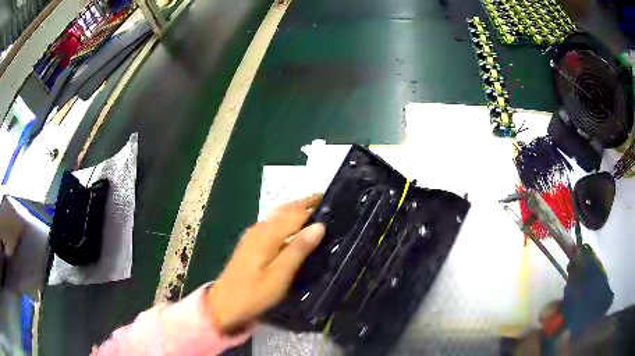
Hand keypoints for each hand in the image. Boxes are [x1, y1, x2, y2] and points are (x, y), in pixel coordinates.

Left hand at [206, 194, 325, 331]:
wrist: (224, 304)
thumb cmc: (254, 293)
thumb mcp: (279, 275)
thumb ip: (298, 249)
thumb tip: (319, 225)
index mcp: (267, 235)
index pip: (294, 212)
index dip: (312, 204)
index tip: (331, 199)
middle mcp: (259, 229)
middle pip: (284, 210)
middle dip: (303, 203)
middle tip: (325, 202)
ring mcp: (252, 236)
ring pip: (277, 216)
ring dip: (295, 211)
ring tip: (314, 212)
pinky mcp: (250, 244)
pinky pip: (272, 224)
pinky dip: (285, 221)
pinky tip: (292, 229)